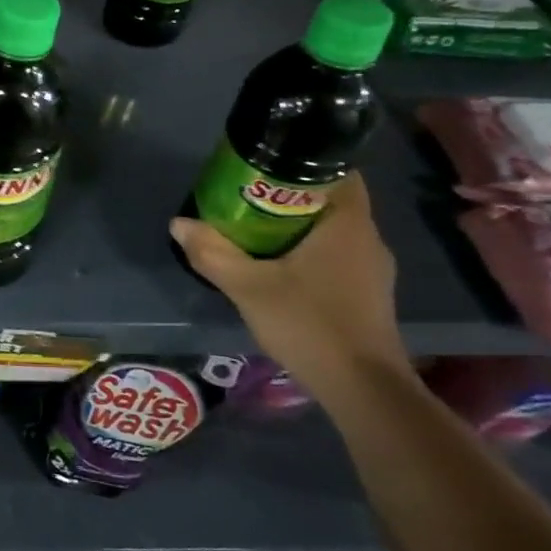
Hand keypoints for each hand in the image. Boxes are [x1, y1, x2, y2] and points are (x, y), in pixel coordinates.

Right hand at [169, 174, 409, 398]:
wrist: (363, 390)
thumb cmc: (309, 324)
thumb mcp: (248, 287)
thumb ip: (211, 252)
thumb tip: (179, 223)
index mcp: (348, 225)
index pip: (339, 172)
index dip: (305, 161)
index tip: (266, 164)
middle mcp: (367, 240)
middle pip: (330, 200)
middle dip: (290, 194)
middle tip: (246, 195)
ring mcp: (372, 270)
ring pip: (332, 229)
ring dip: (298, 224)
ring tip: (254, 228)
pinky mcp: (367, 294)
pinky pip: (336, 254)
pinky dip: (308, 250)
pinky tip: (277, 265)